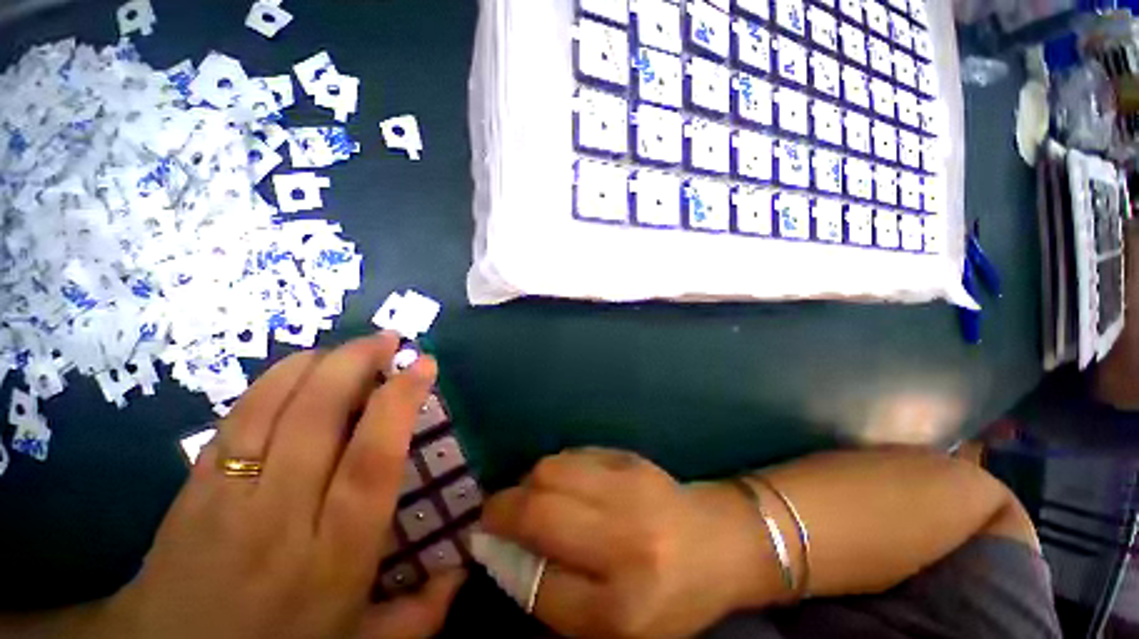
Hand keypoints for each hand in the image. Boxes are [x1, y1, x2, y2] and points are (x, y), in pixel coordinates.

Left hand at [93, 332, 462, 638]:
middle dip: (357, 364)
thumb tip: (465, 566)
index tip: (424, 365)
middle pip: (316, 418)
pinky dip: (273, 382)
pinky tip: (299, 368)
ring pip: (271, 407)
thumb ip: (420, 614)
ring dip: (317, 364)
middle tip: (390, 339)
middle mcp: (280, 515)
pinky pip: (236, 417)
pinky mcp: (194, 485)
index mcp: (333, 554)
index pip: (372, 460)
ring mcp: (228, 496)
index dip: (399, 402)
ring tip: (351, 346)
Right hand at [481, 449, 775, 638]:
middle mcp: (626, 540)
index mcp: (625, 605)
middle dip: (501, 510)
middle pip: (538, 512)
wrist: (717, 540)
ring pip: (549, 471)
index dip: (504, 561)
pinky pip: (573, 454)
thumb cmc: (670, 594)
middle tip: (496, 516)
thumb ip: (557, 598)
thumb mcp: (616, 625)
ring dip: (527, 483)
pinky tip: (565, 483)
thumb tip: (507, 554)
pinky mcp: (629, 457)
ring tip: (533, 497)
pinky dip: (556, 468)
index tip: (485, 547)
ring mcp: (629, 487)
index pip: (538, 585)